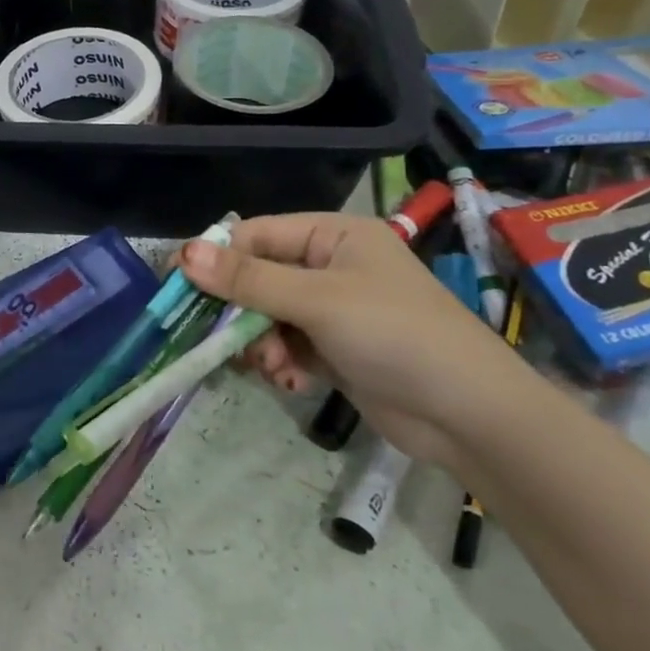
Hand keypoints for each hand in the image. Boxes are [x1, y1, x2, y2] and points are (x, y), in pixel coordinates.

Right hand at [180, 213, 533, 468]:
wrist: (470, 416)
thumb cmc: (395, 335)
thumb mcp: (318, 301)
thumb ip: (249, 279)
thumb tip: (184, 253)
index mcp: (334, 236)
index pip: (256, 235)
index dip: (216, 259)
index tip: (179, 289)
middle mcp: (331, 265)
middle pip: (258, 278)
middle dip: (242, 312)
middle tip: (223, 339)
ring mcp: (334, 309)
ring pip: (267, 316)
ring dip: (261, 343)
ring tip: (273, 367)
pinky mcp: (336, 349)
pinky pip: (287, 345)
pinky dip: (281, 362)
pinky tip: (289, 381)